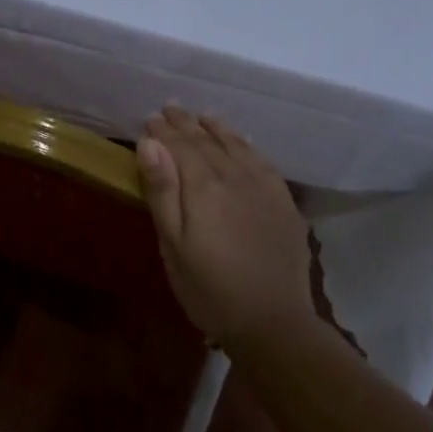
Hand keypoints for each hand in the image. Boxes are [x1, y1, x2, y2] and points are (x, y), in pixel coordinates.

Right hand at [136, 107, 313, 345]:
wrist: (273, 322)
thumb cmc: (209, 290)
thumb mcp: (173, 245)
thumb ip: (162, 191)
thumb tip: (149, 143)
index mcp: (203, 187)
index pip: (179, 147)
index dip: (163, 132)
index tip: (150, 118)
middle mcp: (234, 176)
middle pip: (206, 141)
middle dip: (185, 124)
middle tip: (169, 109)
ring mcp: (263, 187)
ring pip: (235, 145)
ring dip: (214, 128)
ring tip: (201, 116)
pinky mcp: (283, 201)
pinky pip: (261, 160)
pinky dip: (245, 144)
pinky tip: (239, 141)